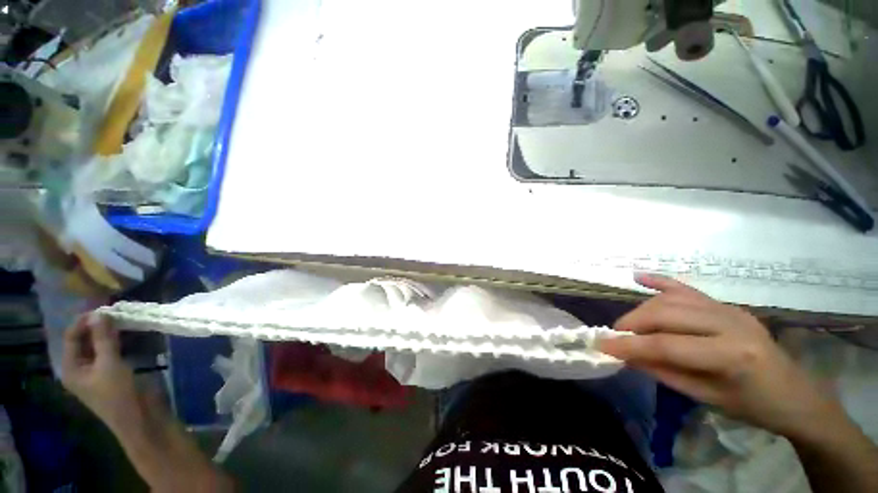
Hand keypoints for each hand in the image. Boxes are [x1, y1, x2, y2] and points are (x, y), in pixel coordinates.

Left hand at [61, 314, 139, 431]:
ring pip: (99, 344)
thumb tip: (100, 312)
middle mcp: (80, 367)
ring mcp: (97, 370)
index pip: (71, 336)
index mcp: (71, 368)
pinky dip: (117, 340)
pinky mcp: (112, 372)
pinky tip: (127, 332)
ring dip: (108, 331)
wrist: (139, 418)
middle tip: (115, 309)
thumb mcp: (110, 365)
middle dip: (98, 324)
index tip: (103, 305)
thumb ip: (104, 339)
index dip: (84, 320)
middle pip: (84, 340)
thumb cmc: (119, 394)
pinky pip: (110, 350)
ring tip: (122, 317)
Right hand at [599, 274, 836, 437]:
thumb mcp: (707, 398)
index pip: (667, 345)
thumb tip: (625, 356)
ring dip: (641, 310)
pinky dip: (660, 282)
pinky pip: (687, 288)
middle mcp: (730, 323)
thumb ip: (663, 372)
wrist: (795, 393)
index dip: (629, 345)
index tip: (600, 346)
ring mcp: (728, 309)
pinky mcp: (726, 304)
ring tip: (627, 326)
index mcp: (732, 354)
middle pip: (666, 313)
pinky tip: (639, 277)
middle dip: (632, 323)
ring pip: (671, 299)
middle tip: (614, 337)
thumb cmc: (753, 405)